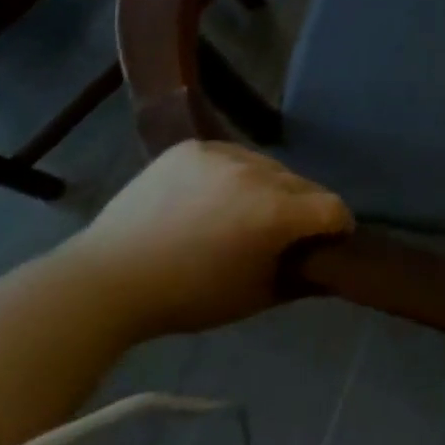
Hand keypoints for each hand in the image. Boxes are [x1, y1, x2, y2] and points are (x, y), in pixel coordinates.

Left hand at [57, 142, 351, 339]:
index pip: (333, 207)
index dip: (337, 227)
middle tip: (280, 234)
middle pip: (304, 184)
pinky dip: (234, 175)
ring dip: (270, 188)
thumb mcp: (255, 297)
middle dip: (302, 208)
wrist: (108, 280)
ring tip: (242, 213)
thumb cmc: (187, 297)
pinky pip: (233, 156)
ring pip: (269, 167)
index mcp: (274, 212)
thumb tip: (329, 267)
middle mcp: (256, 173)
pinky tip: (212, 198)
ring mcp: (222, 154)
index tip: (326, 243)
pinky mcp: (193, 147)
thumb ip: (302, 279)